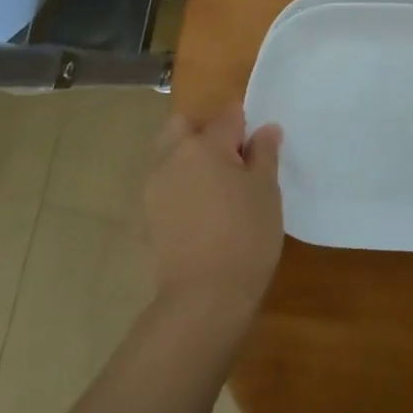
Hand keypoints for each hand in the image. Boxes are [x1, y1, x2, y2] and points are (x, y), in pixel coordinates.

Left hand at [143, 103, 283, 330]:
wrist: (204, 297)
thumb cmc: (246, 236)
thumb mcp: (266, 191)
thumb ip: (264, 154)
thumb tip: (265, 129)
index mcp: (204, 145)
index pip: (228, 115)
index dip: (246, 126)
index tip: (258, 146)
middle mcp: (171, 157)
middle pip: (184, 126)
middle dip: (206, 132)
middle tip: (233, 161)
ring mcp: (153, 187)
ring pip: (169, 154)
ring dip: (189, 157)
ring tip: (217, 188)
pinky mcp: (146, 215)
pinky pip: (164, 183)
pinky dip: (180, 185)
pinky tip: (201, 212)